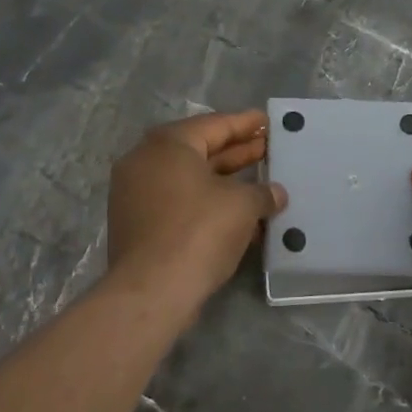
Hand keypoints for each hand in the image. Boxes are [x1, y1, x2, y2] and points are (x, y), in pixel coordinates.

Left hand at [107, 110, 287, 303]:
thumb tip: (275, 193)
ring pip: (189, 179)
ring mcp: (136, 193)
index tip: (267, 121)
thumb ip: (262, 193)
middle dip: (236, 151)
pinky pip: (179, 202)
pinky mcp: (137, 223)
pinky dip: (207, 203)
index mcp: (168, 144)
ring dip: (224, 180)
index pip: (214, 125)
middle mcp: (146, 161)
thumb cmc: (199, 231)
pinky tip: (238, 214)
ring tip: (260, 182)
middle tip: (268, 149)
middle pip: (199, 150)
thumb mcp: (242, 206)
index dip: (245, 124)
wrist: (152, 290)